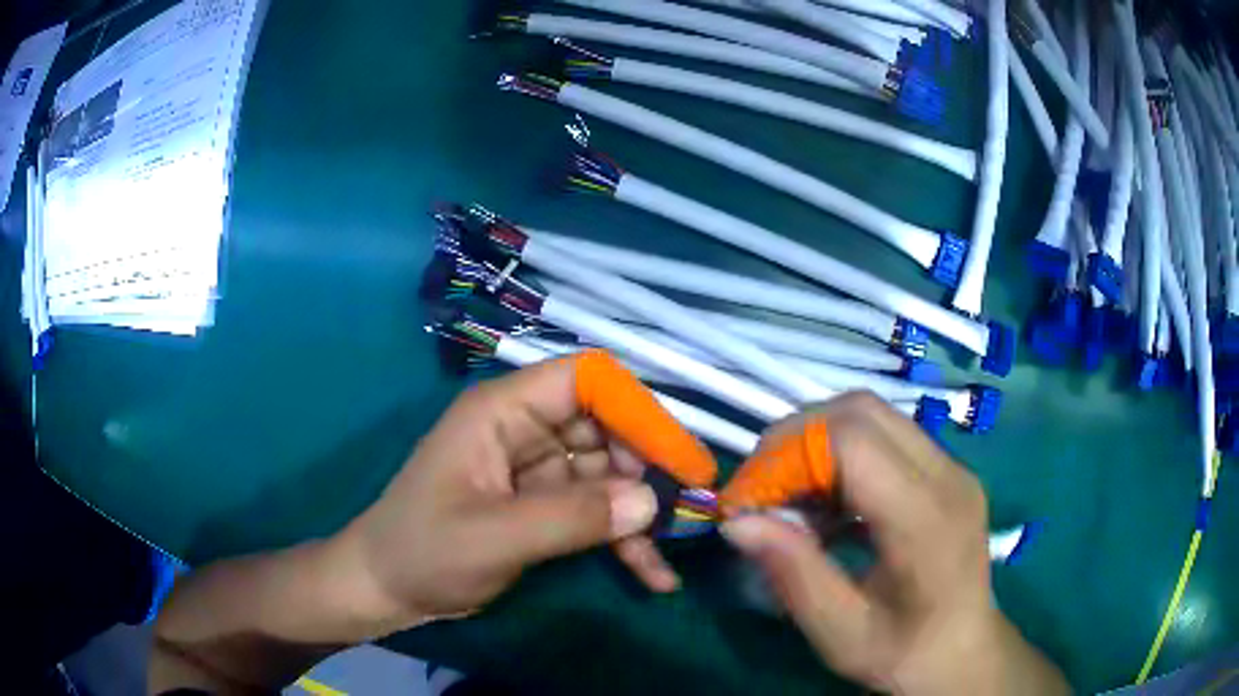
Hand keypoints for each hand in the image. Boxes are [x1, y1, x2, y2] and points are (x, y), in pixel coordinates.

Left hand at [325, 357, 681, 638]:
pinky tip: (653, 575)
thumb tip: (652, 503)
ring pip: (609, 475)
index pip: (584, 379)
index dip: (635, 408)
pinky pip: (596, 512)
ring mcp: (537, 471)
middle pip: (607, 427)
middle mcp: (526, 430)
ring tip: (671, 554)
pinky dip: (623, 540)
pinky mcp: (544, 507)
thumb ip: (573, 518)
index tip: (675, 456)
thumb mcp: (495, 536)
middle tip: (684, 511)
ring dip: (641, 514)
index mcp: (503, 412)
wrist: (388, 590)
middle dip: (647, 468)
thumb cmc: (424, 551)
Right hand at [721, 393, 1068, 695]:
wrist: (963, 654)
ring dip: (819, 442)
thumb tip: (737, 521)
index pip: (852, 441)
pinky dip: (843, 454)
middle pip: (861, 411)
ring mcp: (952, 468)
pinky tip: (829, 503)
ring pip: (873, 415)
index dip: (788, 455)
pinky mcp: (947, 472)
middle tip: (763, 488)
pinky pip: (887, 436)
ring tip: (792, 497)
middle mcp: (947, 476)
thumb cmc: (904, 654)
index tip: (748, 500)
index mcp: (926, 519)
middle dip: (797, 438)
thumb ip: (793, 573)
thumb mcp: (840, 633)